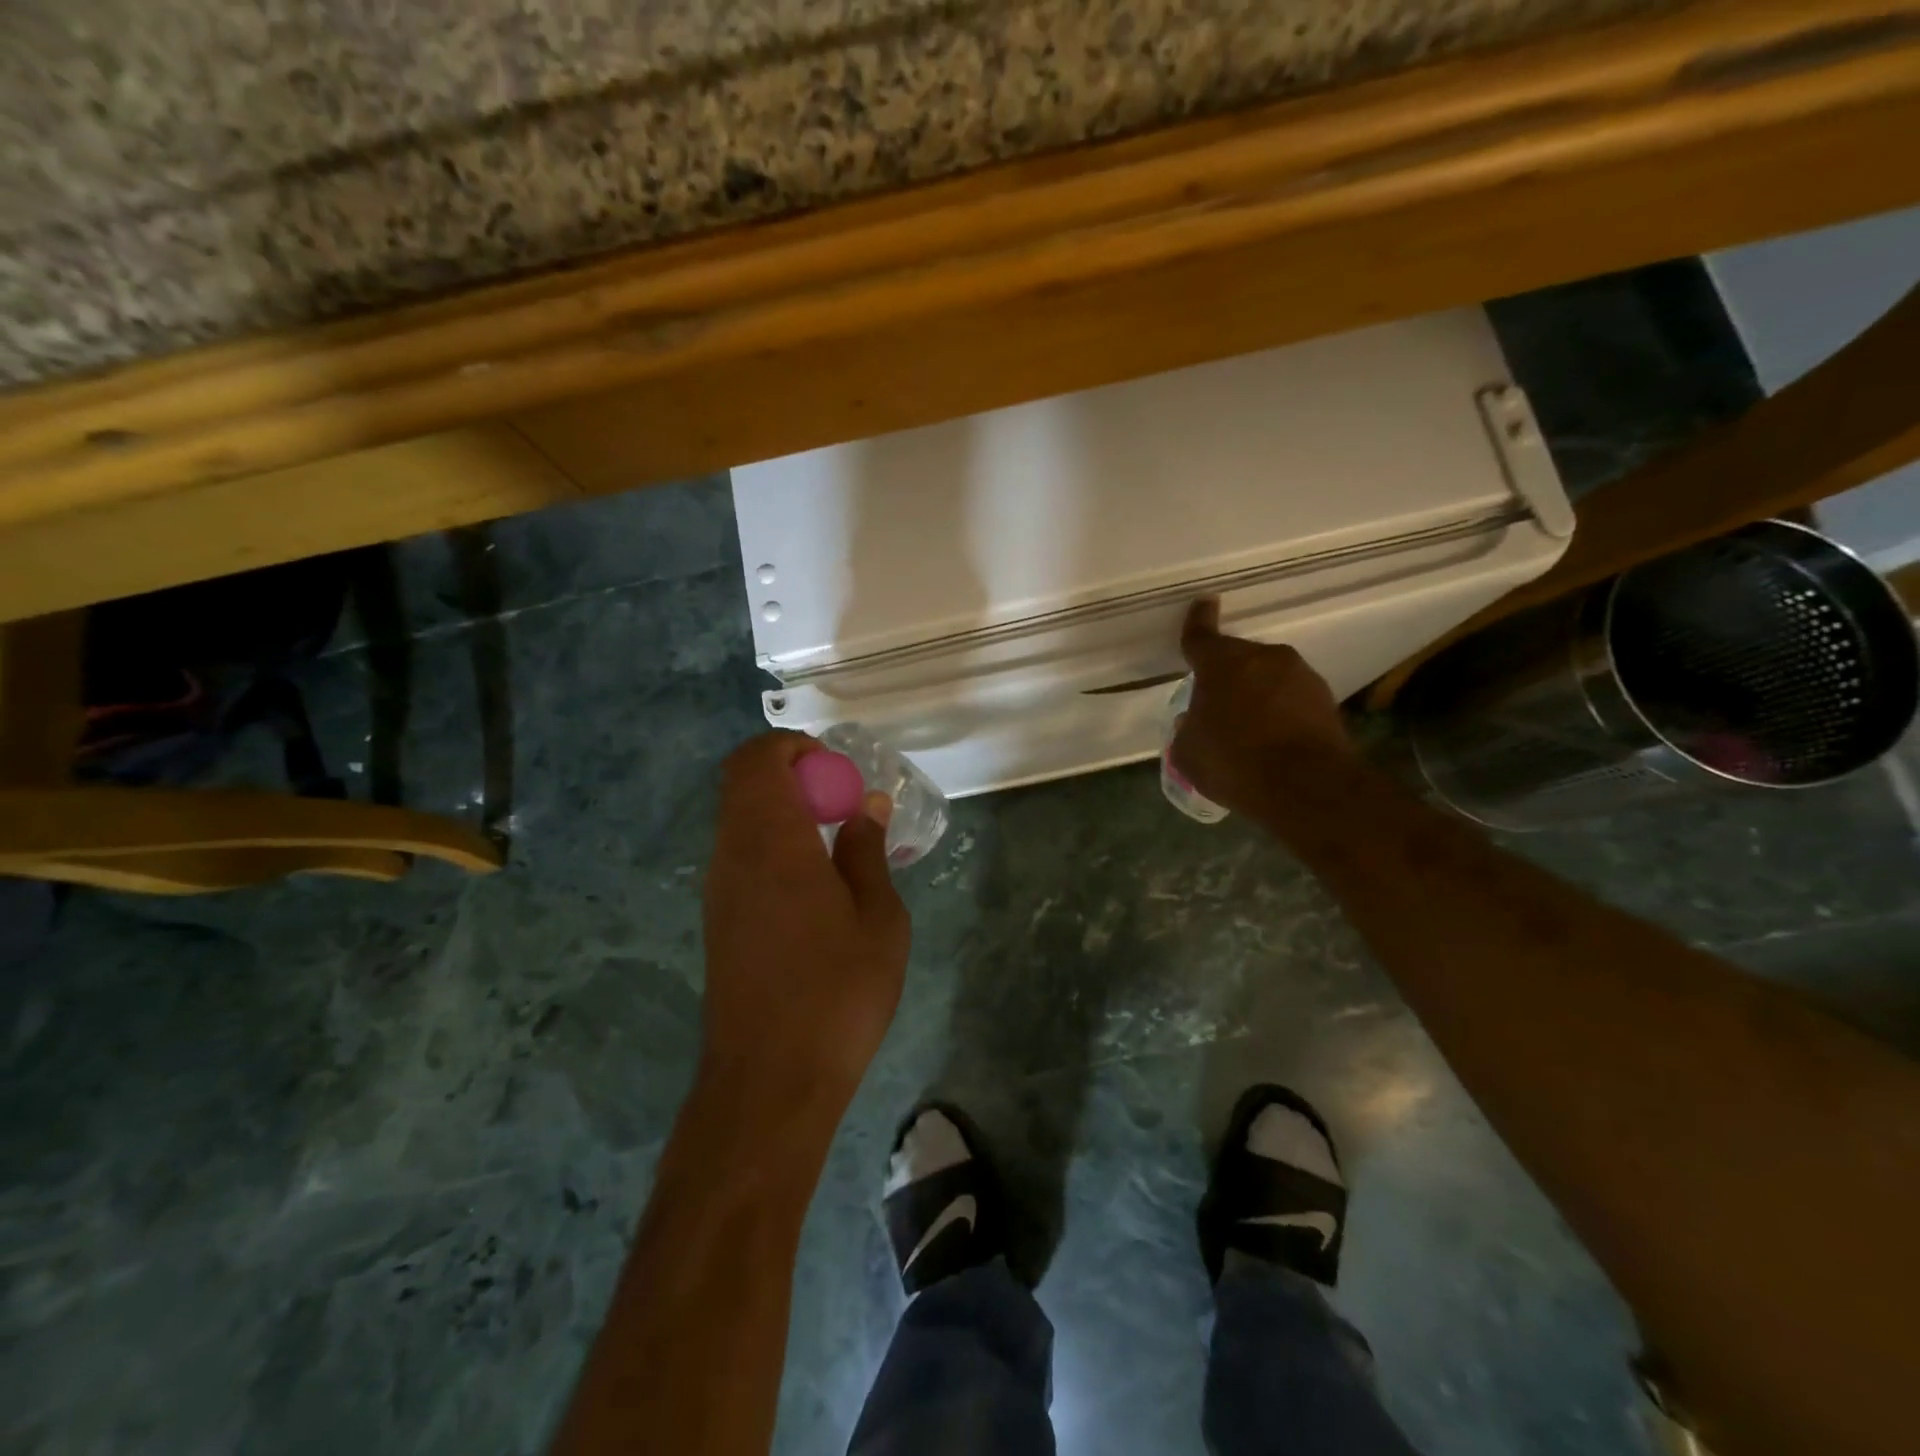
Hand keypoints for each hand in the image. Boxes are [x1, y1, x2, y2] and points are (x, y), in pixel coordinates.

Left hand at [700, 732, 910, 1121]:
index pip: (756, 759)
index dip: (793, 748)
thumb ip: (867, 852)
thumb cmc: (837, 992)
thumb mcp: (878, 918)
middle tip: (842, 807)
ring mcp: (719, 890)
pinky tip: (816, 889)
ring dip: (784, 814)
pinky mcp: (719, 921)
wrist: (770, 1082)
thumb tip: (865, 806)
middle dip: (793, 777)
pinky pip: (742, 856)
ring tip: (837, 848)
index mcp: (771, 841)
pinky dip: (775, 847)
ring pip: (741, 820)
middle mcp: (733, 855)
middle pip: (744, 784)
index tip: (835, 772)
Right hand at [1169, 597, 1356, 815]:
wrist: (1307, 786)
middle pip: (1237, 657)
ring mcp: (1299, 675)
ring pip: (1267, 675)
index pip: (1202, 636)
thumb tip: (1195, 721)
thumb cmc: (1234, 763)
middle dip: (1226, 675)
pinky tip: (1274, 738)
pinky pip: (1291, 696)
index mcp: (1221, 664)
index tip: (1204, 602)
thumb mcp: (1189, 752)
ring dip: (1256, 692)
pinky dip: (1280, 709)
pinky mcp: (1324, 698)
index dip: (1198, 620)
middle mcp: (1263, 658)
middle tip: (1217, 705)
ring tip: (1248, 727)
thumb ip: (1187, 729)